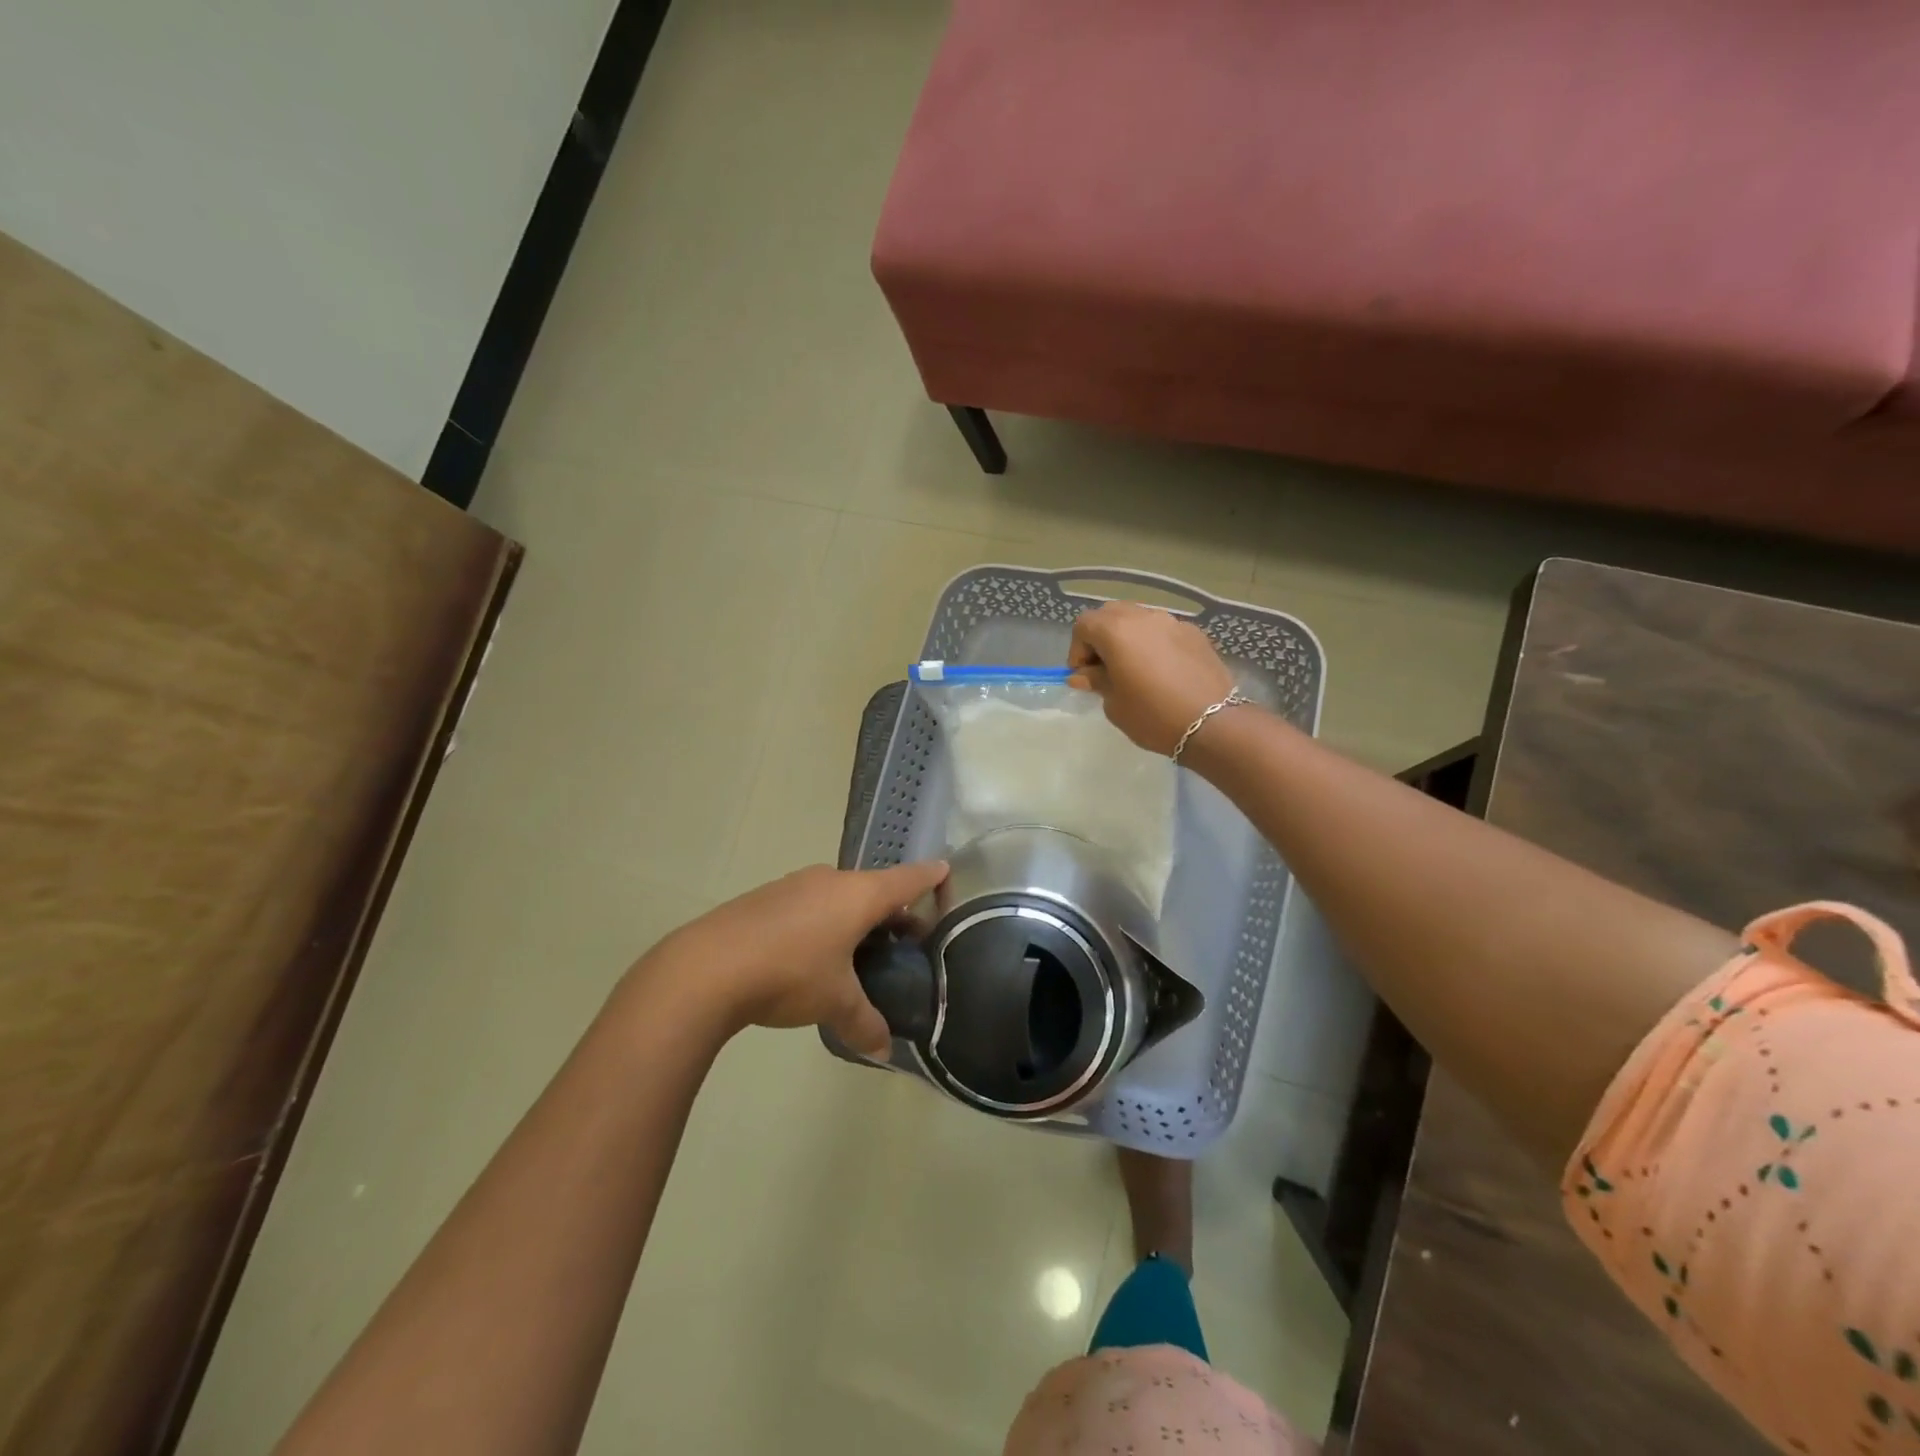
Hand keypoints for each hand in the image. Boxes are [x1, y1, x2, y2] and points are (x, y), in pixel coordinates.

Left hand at [632, 861, 948, 1054]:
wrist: (707, 967)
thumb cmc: (789, 974)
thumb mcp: (835, 1003)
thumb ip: (864, 1023)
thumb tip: (883, 1052)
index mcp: (859, 895)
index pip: (907, 879)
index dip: (929, 876)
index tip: (946, 870)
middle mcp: (830, 881)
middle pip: (873, 888)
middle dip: (892, 910)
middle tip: (906, 937)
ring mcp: (795, 885)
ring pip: (839, 896)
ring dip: (855, 917)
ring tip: (860, 950)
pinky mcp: (766, 897)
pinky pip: (810, 903)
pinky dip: (824, 920)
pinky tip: (813, 953)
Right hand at [1068, 600, 1235, 755]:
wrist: (1212, 723)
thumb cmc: (1153, 715)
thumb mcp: (1114, 703)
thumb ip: (1096, 681)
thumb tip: (1083, 676)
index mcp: (1116, 631)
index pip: (1084, 624)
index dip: (1078, 649)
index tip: (1084, 676)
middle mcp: (1143, 617)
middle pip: (1110, 614)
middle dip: (1101, 637)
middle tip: (1104, 668)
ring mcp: (1172, 622)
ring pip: (1139, 618)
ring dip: (1128, 638)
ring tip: (1134, 668)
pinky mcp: (1195, 633)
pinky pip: (1164, 630)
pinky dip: (1154, 643)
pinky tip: (1162, 671)